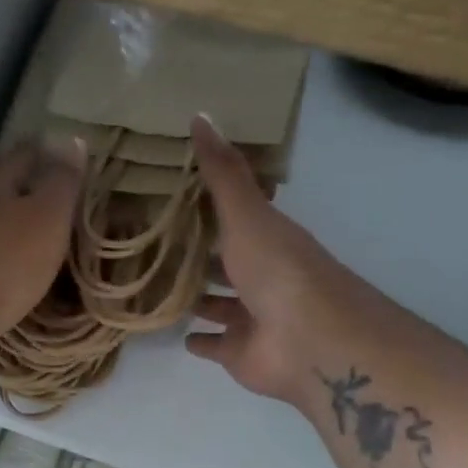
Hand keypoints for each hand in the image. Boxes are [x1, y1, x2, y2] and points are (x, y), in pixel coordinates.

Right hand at [187, 116, 384, 405]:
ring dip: (200, 298)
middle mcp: (261, 276)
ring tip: (162, 286)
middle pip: (226, 262)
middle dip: (200, 255)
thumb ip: (222, 173)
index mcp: (268, 238)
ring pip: (220, 304)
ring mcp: (252, 317)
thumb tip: (200, 114)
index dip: (209, 206)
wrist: (309, 341)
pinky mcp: (240, 353)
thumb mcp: (247, 213)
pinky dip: (202, 341)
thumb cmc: (277, 270)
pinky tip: (181, 335)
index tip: (174, 195)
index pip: (235, 217)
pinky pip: (216, 344)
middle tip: (158, 245)